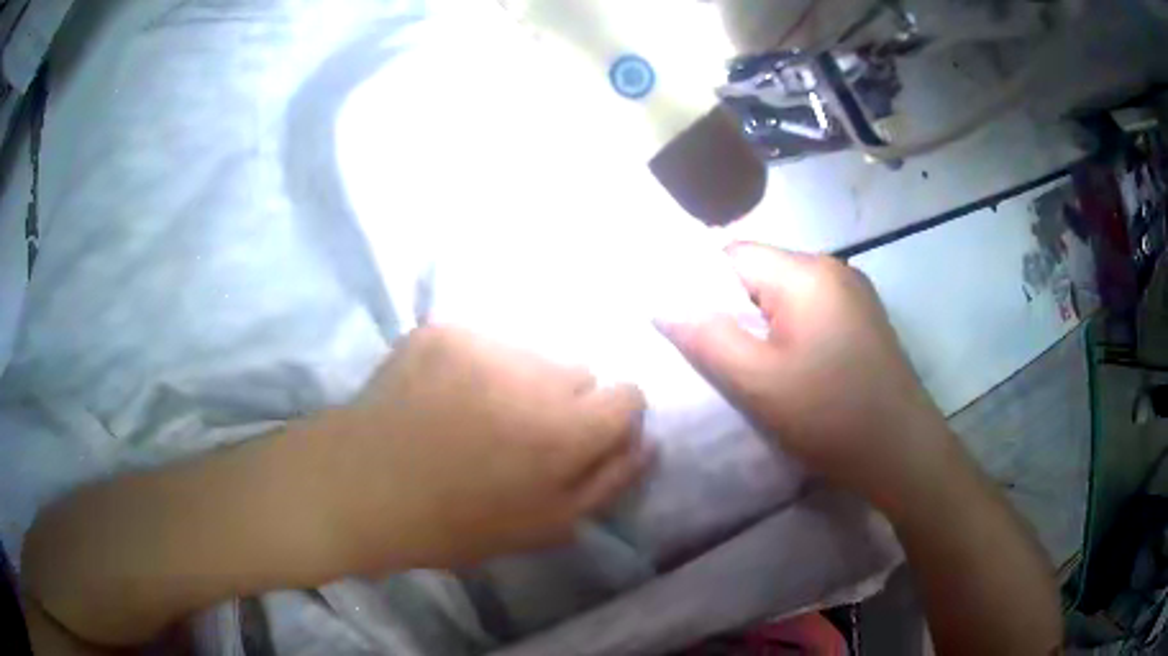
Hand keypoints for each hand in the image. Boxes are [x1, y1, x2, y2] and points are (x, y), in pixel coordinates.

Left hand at [295, 325, 648, 572]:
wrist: (361, 486)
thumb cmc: (454, 523)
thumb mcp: (544, 527)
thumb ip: (608, 483)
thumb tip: (646, 442)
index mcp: (563, 430)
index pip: (628, 395)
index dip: (609, 420)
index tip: (577, 440)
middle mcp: (531, 373)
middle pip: (578, 371)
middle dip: (560, 401)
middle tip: (515, 435)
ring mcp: (482, 342)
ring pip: (530, 354)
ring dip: (518, 380)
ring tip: (473, 415)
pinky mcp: (444, 329)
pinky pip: (484, 341)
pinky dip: (475, 366)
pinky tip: (442, 397)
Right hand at [660, 243, 951, 508]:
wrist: (902, 453)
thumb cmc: (831, 417)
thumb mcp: (758, 382)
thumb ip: (705, 337)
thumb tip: (661, 303)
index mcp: (807, 273)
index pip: (733, 256)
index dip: (703, 288)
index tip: (693, 332)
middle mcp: (833, 268)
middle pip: (761, 272)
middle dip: (734, 309)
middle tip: (722, 359)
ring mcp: (853, 293)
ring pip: (785, 294)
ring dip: (762, 324)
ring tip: (756, 369)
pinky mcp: (863, 319)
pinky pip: (811, 311)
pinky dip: (790, 332)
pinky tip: (794, 370)